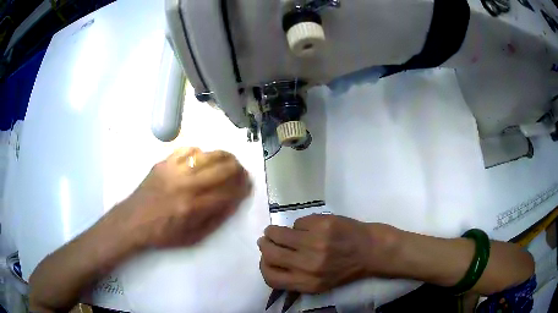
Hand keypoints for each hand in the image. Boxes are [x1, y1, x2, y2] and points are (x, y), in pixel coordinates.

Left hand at [115, 147, 251, 248]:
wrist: (133, 221)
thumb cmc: (163, 233)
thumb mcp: (192, 238)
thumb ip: (214, 221)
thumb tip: (232, 203)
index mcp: (193, 208)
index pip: (227, 193)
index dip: (241, 188)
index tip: (248, 185)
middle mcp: (186, 186)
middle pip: (220, 170)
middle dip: (237, 169)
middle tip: (242, 170)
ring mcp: (174, 171)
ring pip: (206, 155)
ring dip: (223, 155)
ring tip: (230, 158)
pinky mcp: (163, 163)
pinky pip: (186, 150)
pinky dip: (198, 152)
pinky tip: (202, 156)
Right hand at [258, 215, 399, 292]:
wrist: (370, 250)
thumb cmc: (344, 269)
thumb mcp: (319, 284)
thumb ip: (294, 278)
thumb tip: (268, 260)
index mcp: (307, 283)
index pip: (270, 277)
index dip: (264, 266)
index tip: (266, 258)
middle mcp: (308, 265)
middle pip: (269, 253)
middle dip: (265, 244)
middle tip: (267, 240)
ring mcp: (315, 242)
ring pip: (278, 233)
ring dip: (274, 231)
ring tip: (279, 230)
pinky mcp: (322, 224)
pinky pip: (297, 222)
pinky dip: (299, 225)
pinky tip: (309, 228)